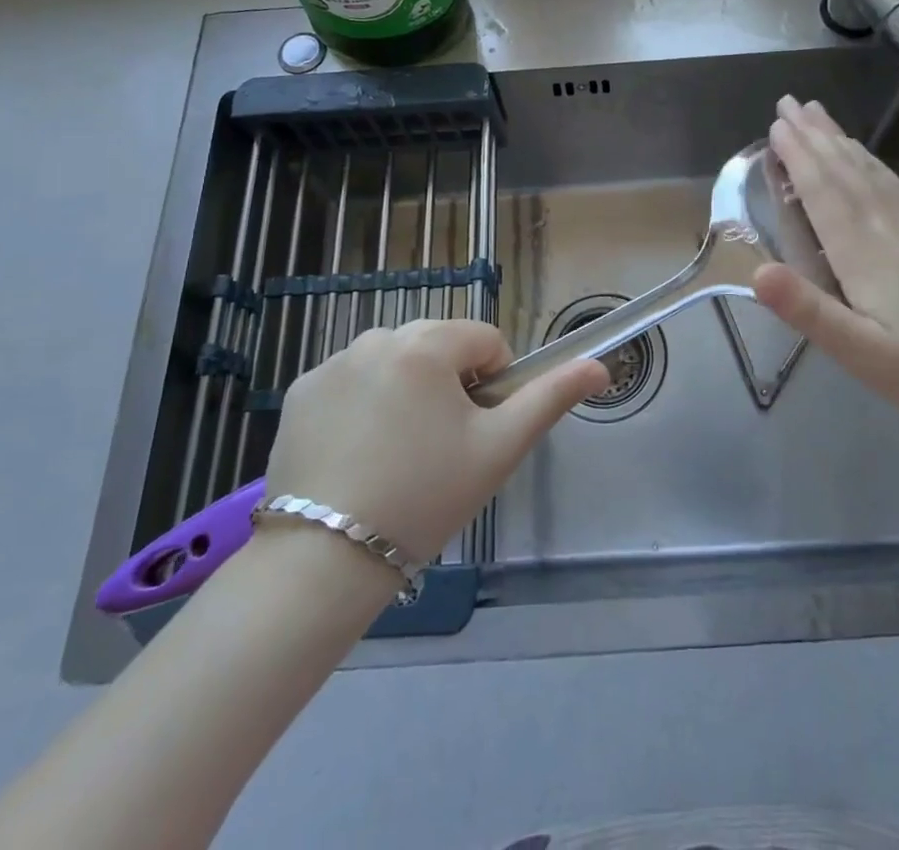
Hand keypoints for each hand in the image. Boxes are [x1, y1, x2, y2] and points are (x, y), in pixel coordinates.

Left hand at [263, 319, 608, 562]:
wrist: (324, 560)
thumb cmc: (426, 497)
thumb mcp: (499, 449)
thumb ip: (550, 397)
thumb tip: (598, 365)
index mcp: (427, 344)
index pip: (485, 340)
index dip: (493, 384)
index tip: (476, 432)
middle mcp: (376, 337)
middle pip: (438, 345)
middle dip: (449, 383)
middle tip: (439, 447)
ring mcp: (332, 363)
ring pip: (395, 361)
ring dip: (407, 389)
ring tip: (397, 453)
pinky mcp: (300, 391)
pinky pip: (352, 381)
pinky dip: (363, 404)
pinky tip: (357, 454)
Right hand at [753, 95, 898, 430]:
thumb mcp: (863, 353)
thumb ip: (808, 311)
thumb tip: (755, 272)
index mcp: (863, 252)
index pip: (823, 191)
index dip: (797, 156)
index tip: (776, 123)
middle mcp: (888, 227)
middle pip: (844, 170)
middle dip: (813, 135)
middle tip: (788, 101)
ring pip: (870, 171)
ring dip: (840, 140)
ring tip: (820, 114)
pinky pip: (895, 184)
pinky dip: (872, 163)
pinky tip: (869, 159)